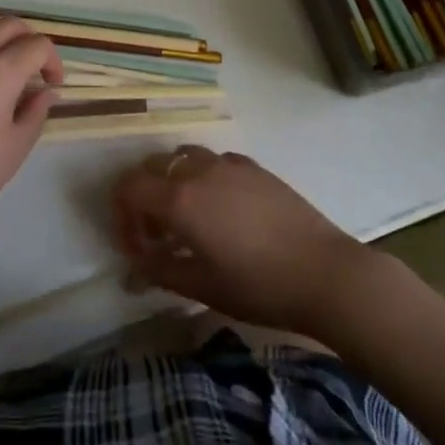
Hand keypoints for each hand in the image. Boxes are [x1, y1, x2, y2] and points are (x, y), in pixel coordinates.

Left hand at [0, 14, 63, 238]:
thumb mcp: (16, 146)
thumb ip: (36, 111)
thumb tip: (44, 92)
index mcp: (1, 70)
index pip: (38, 45)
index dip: (52, 61)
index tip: (52, 85)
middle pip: (9, 24)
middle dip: (28, 40)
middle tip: (33, 68)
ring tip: (5, 61)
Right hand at [111, 146, 371, 336]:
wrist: (323, 272)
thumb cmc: (257, 285)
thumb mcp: (201, 286)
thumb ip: (159, 271)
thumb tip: (133, 268)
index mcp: (179, 199)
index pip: (128, 189)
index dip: (121, 217)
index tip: (135, 249)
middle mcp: (198, 170)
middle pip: (152, 167)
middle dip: (143, 198)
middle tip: (156, 237)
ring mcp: (228, 163)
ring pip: (183, 158)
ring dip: (172, 183)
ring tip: (186, 220)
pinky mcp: (253, 166)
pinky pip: (213, 161)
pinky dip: (202, 178)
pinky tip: (220, 210)